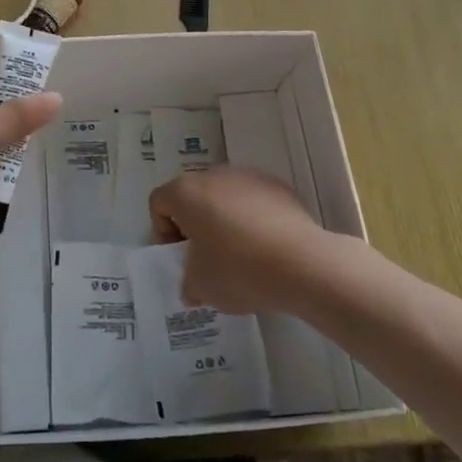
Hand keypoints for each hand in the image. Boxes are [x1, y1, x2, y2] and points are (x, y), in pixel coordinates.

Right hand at [149, 167, 335, 313]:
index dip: (163, 232)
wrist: (302, 263)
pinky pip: (254, 200)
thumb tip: (192, 285)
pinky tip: (266, 247)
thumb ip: (188, 282)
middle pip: (193, 196)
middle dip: (195, 224)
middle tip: (207, 258)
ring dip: (224, 220)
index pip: (159, 203)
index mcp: (186, 192)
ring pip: (225, 196)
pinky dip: (253, 218)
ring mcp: (248, 176)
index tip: (181, 259)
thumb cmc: (238, 270)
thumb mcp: (201, 287)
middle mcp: (214, 175)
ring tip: (240, 254)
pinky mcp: (278, 186)